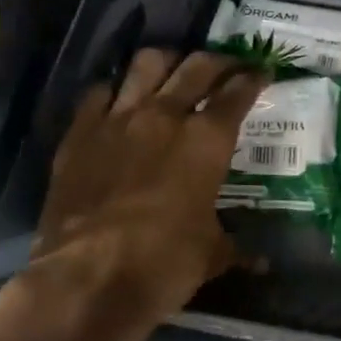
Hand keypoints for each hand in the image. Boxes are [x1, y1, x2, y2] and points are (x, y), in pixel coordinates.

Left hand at [0, 49, 266, 340]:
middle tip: (227, 66)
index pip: (237, 94)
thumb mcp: (211, 256)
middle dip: (218, 61)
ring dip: (167, 62)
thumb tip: (262, 263)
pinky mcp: (79, 133)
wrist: (87, 278)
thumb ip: (235, 247)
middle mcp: (165, 116)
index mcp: (207, 141)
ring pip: (146, 65)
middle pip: (196, 67)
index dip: (253, 79)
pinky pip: (99, 93)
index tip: (261, 72)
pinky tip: (120, 101)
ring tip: (174, 70)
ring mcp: (117, 119)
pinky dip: (116, 91)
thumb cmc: (163, 264)